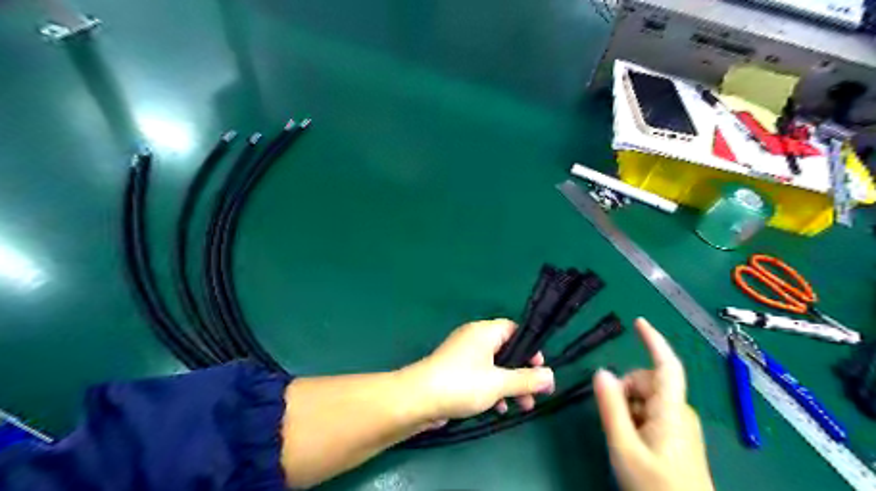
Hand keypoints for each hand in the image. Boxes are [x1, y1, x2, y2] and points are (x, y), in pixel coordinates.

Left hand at [404, 318, 552, 422]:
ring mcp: (463, 355)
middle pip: (506, 350)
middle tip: (536, 393)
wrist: (418, 399)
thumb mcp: (499, 383)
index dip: (530, 347)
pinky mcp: (455, 372)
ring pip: (494, 366)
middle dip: (522, 372)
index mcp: (484, 331)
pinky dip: (492, 389)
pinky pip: (481, 376)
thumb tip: (551, 376)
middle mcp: (474, 339)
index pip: (514, 329)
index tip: (539, 368)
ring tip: (523, 406)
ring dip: (509, 385)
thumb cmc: (462, 384)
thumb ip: (526, 379)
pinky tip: (498, 408)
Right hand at [591, 318, 714, 490]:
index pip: (666, 365)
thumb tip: (601, 371)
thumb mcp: (624, 446)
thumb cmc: (655, 487)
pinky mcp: (677, 436)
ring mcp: (680, 424)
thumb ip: (611, 407)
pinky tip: (632, 440)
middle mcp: (679, 411)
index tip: (638, 322)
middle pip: (648, 381)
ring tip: (624, 436)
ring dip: (629, 407)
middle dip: (626, 390)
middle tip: (614, 419)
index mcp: (670, 410)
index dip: (653, 341)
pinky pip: (652, 413)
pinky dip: (636, 417)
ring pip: (647, 398)